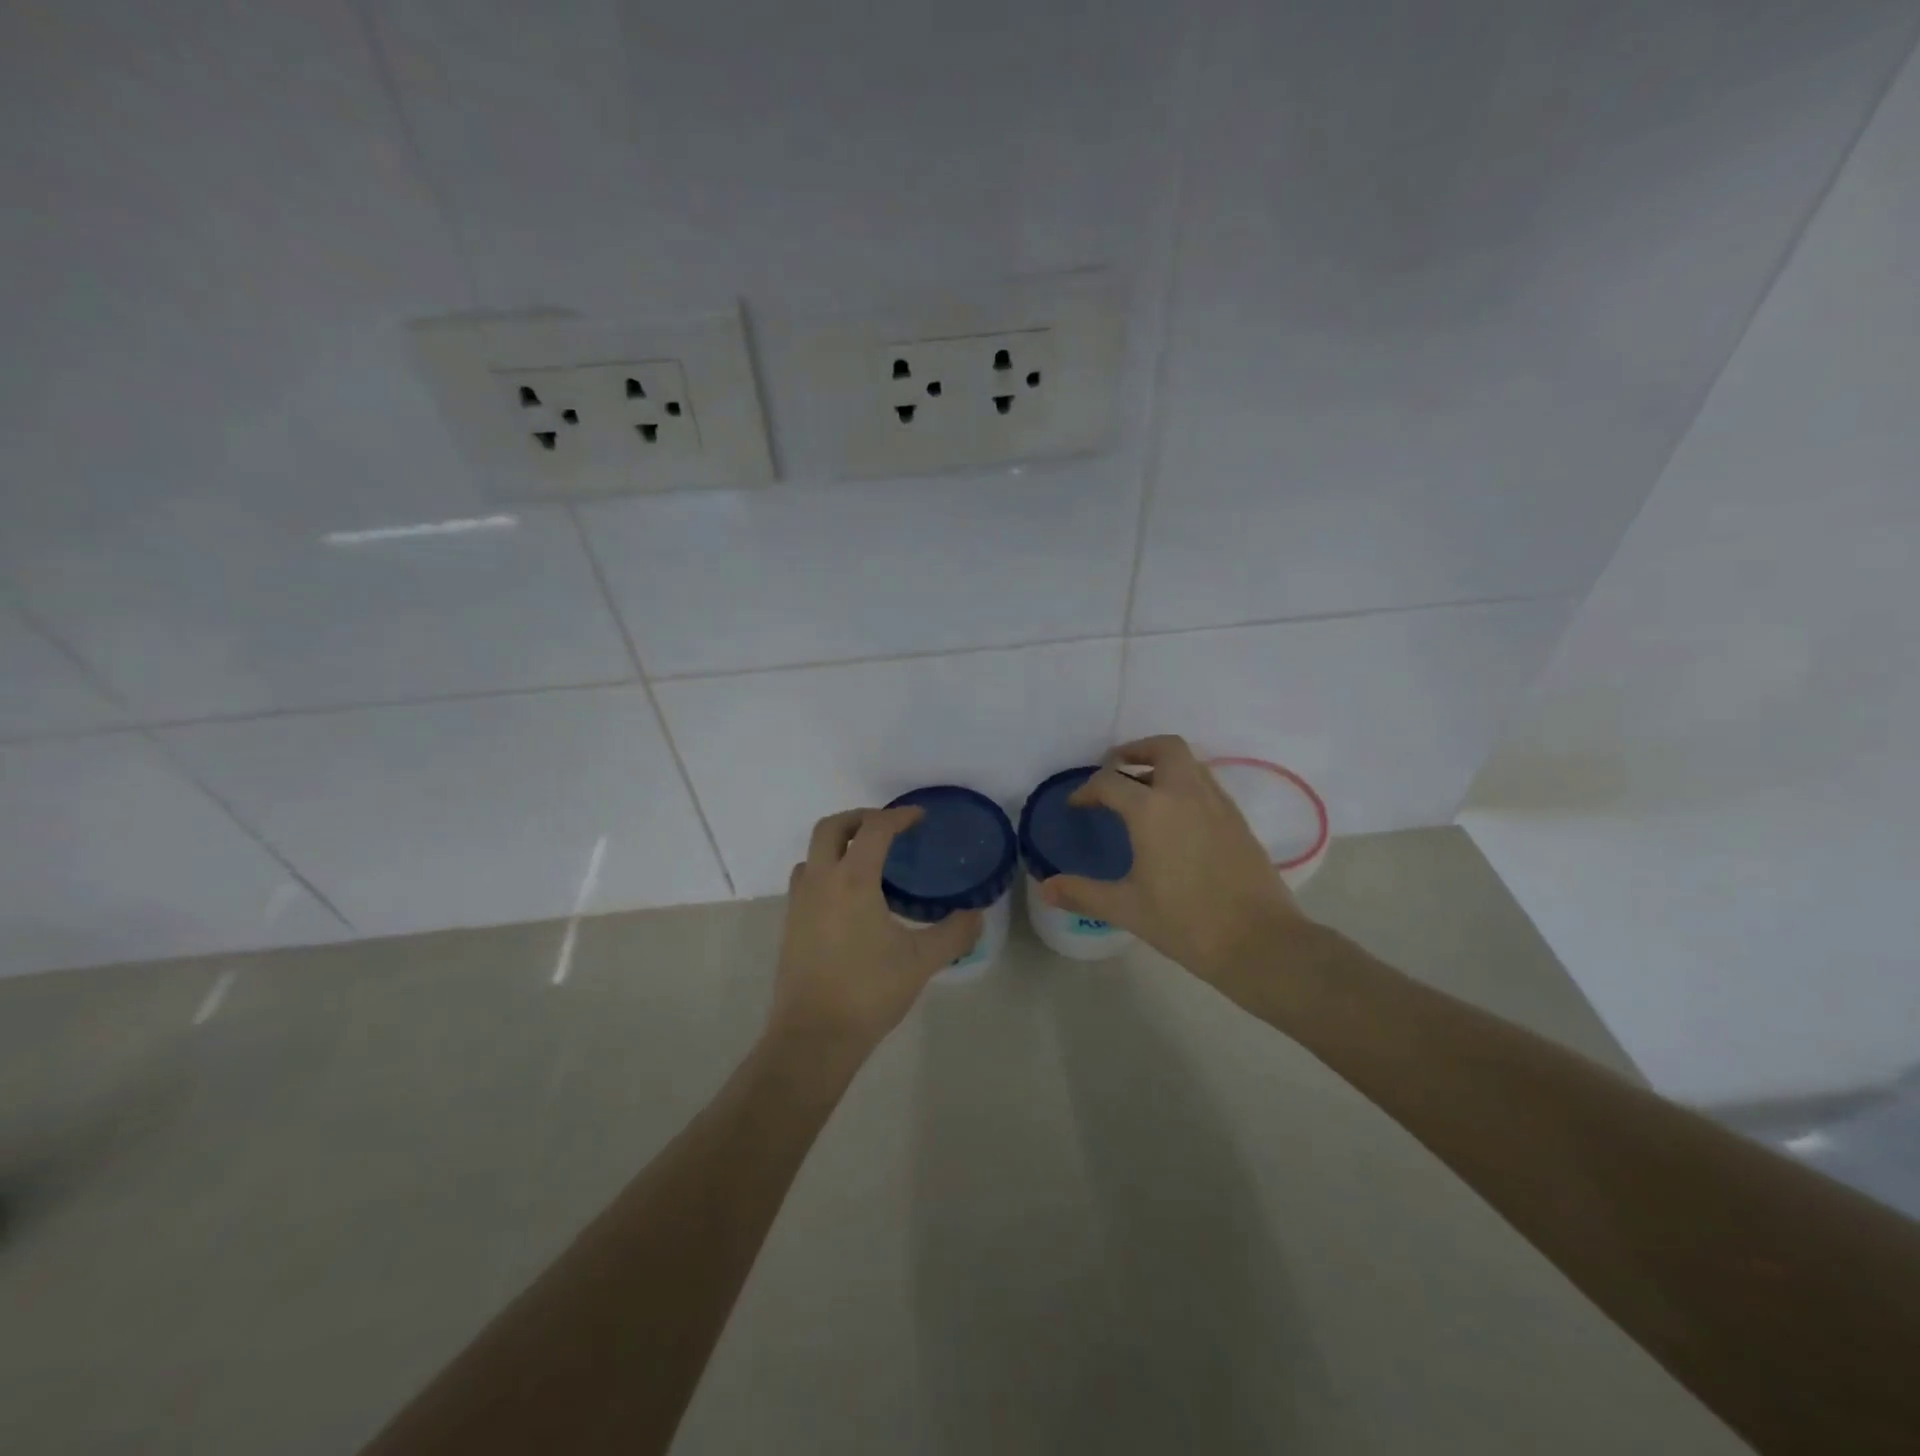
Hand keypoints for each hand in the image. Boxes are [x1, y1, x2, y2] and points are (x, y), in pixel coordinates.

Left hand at [771, 806, 982, 1055]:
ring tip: (867, 860)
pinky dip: (827, 870)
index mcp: (852, 881)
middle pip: (832, 827)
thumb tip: (976, 914)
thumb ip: (954, 933)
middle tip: (888, 827)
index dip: (898, 816)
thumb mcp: (921, 962)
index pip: (874, 829)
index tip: (919, 816)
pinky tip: (848, 898)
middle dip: (860, 818)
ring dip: (839, 844)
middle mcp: (821, 881)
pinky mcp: (790, 924)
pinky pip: (807, 879)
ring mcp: (800, 903)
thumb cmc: (869, 992)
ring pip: (813, 853)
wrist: (813, 1036)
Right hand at [1038, 735, 1308, 984]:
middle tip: (1116, 769)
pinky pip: (1207, 784)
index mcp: (1152, 810)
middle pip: (1164, 749)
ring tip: (1143, 792)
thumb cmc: (1186, 923)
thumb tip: (1046, 888)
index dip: (1087, 790)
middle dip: (1136, 751)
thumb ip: (1083, 893)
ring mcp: (1218, 804)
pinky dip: (1185, 785)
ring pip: (1190, 763)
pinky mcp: (1238, 820)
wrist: (1260, 942)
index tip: (1077, 805)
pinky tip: (1176, 819)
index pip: (1111, 783)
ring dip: (1163, 766)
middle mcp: (1186, 794)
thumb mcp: (1127, 908)